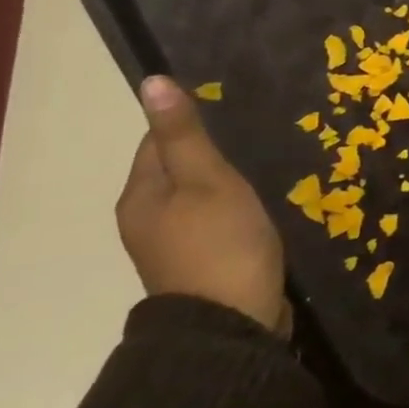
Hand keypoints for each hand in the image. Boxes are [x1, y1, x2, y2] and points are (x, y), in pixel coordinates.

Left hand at [116, 76, 290, 334]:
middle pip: (179, 170)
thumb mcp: (208, 180)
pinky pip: (216, 221)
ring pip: (200, 196)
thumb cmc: (220, 244)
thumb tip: (150, 82)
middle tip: (260, 140)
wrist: (231, 324)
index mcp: (140, 196)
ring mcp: (174, 245)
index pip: (157, 141)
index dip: (194, 124)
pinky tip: (264, 208)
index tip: (236, 115)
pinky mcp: (202, 264)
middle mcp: (147, 219)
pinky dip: (236, 209)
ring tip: (268, 169)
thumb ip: (184, 134)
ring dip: (228, 183)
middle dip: (215, 153)